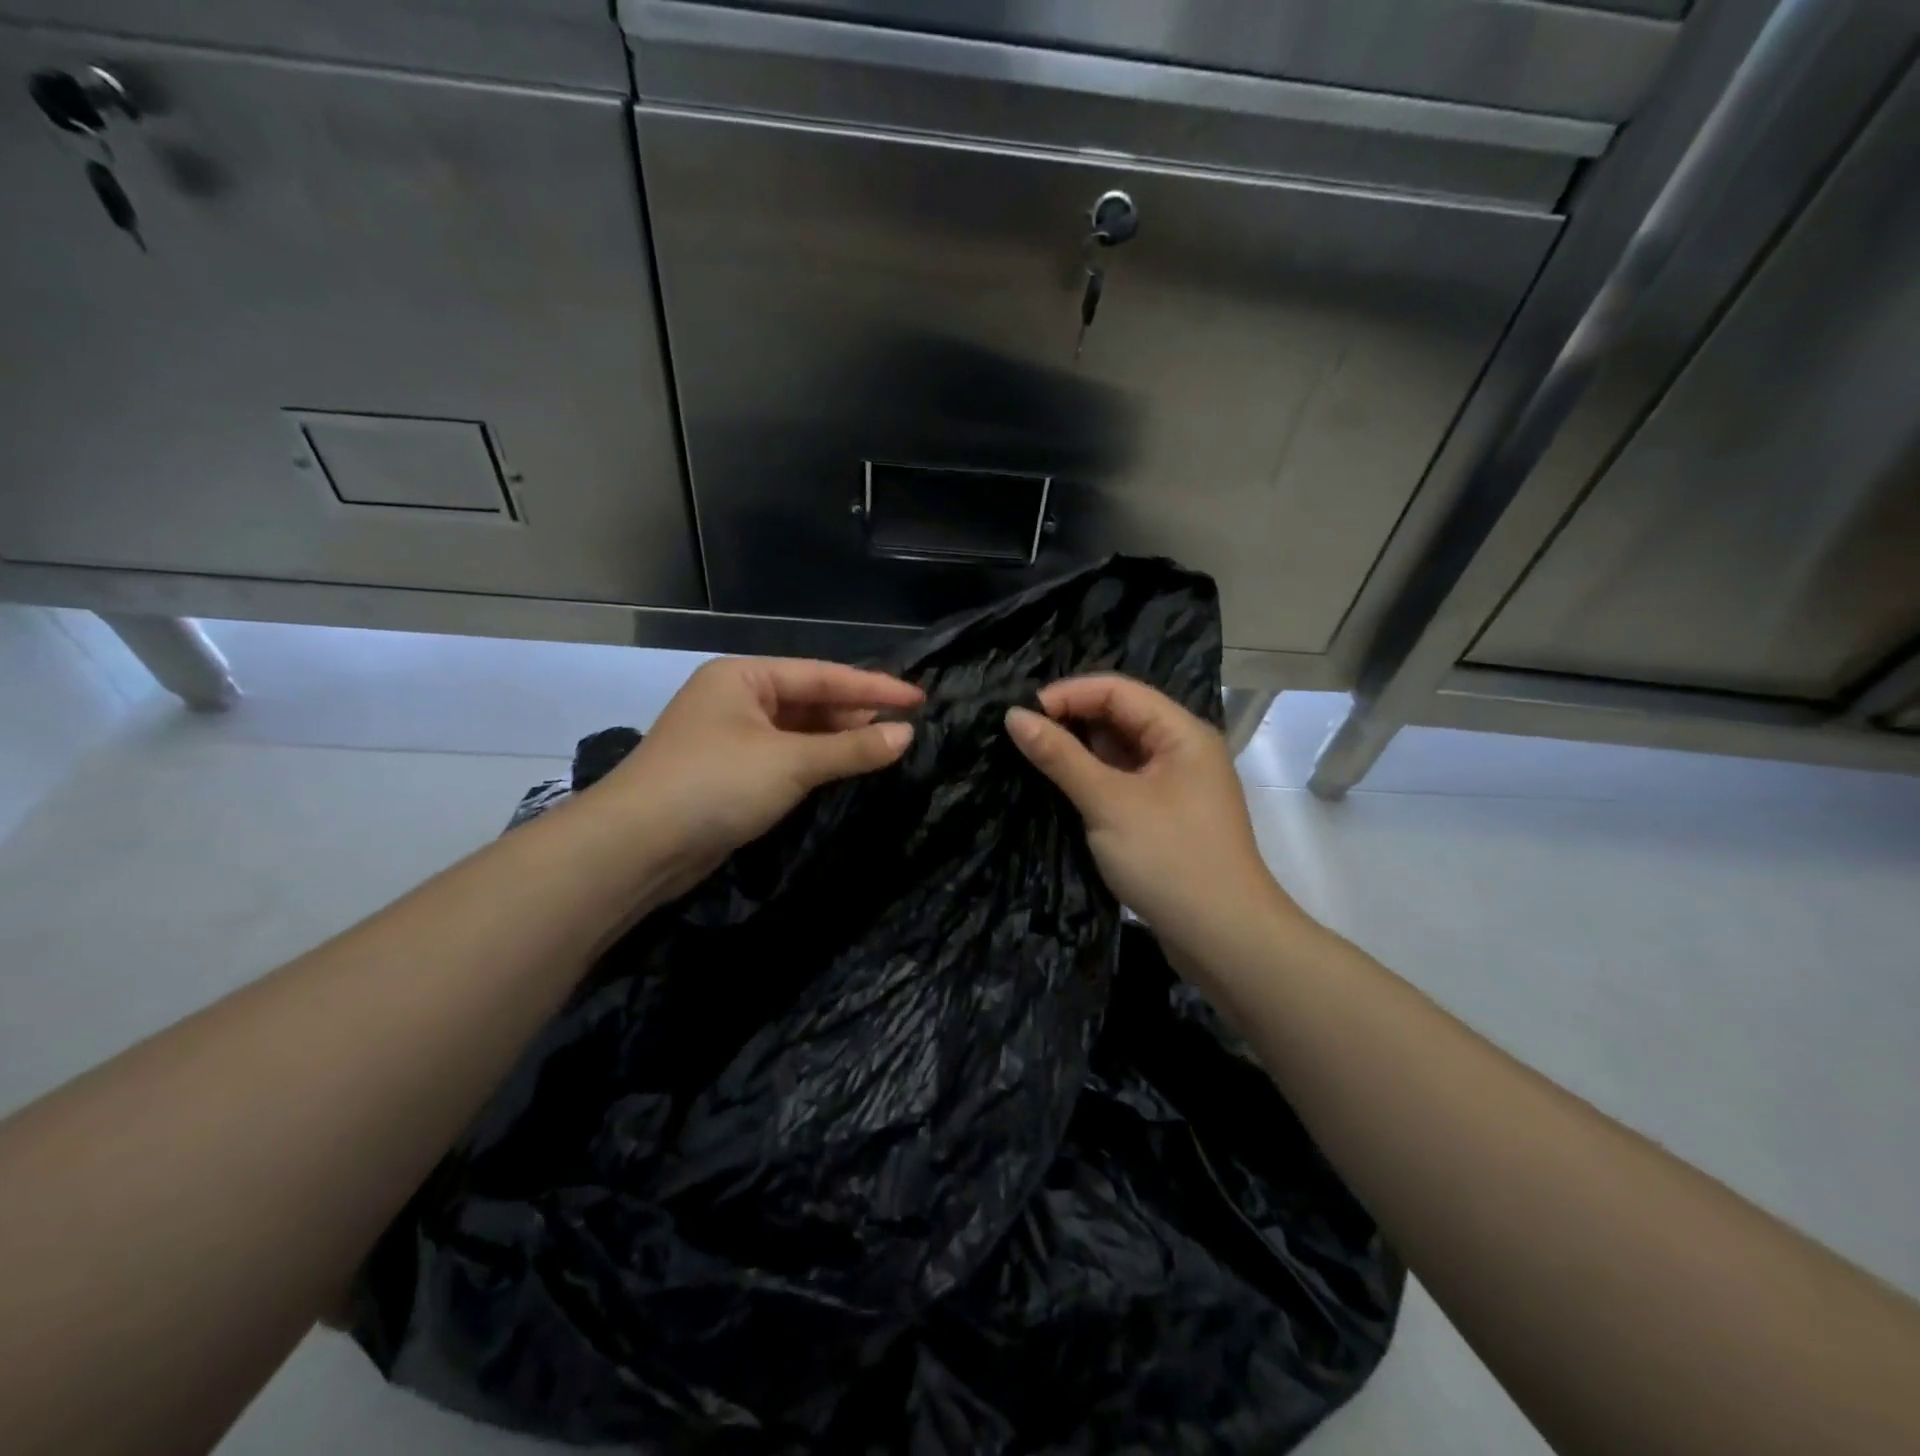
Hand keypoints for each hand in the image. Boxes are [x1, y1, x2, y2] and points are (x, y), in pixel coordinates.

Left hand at [593, 657, 921, 894]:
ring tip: (886, 748)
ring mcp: (730, 738)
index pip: (823, 675)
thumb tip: (906, 734)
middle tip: (906, 726)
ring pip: (798, 732)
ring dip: (838, 741)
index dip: (875, 688)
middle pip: (810, 700)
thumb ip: (852, 747)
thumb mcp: (791, 762)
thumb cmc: (715, 784)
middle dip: (856, 714)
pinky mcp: (729, 775)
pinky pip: (784, 759)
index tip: (919, 698)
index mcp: (744, 677)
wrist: (636, 847)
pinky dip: (816, 763)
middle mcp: (736, 700)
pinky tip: (844, 770)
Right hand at [1004, 676, 1300, 963]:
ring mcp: (1177, 785)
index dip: (1067, 694)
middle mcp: (1183, 749)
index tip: (1021, 716)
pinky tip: (1062, 789)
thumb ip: (1060, 756)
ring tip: (1033, 760)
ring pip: (1120, 751)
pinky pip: (1124, 781)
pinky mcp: (1167, 816)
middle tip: (1021, 738)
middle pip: (1120, 716)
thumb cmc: (1169, 859)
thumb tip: (1013, 716)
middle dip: (1071, 721)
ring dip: (1079, 752)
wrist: (1225, 938)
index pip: (1117, 690)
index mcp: (1181, 732)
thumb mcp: (1108, 802)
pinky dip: (1094, 780)